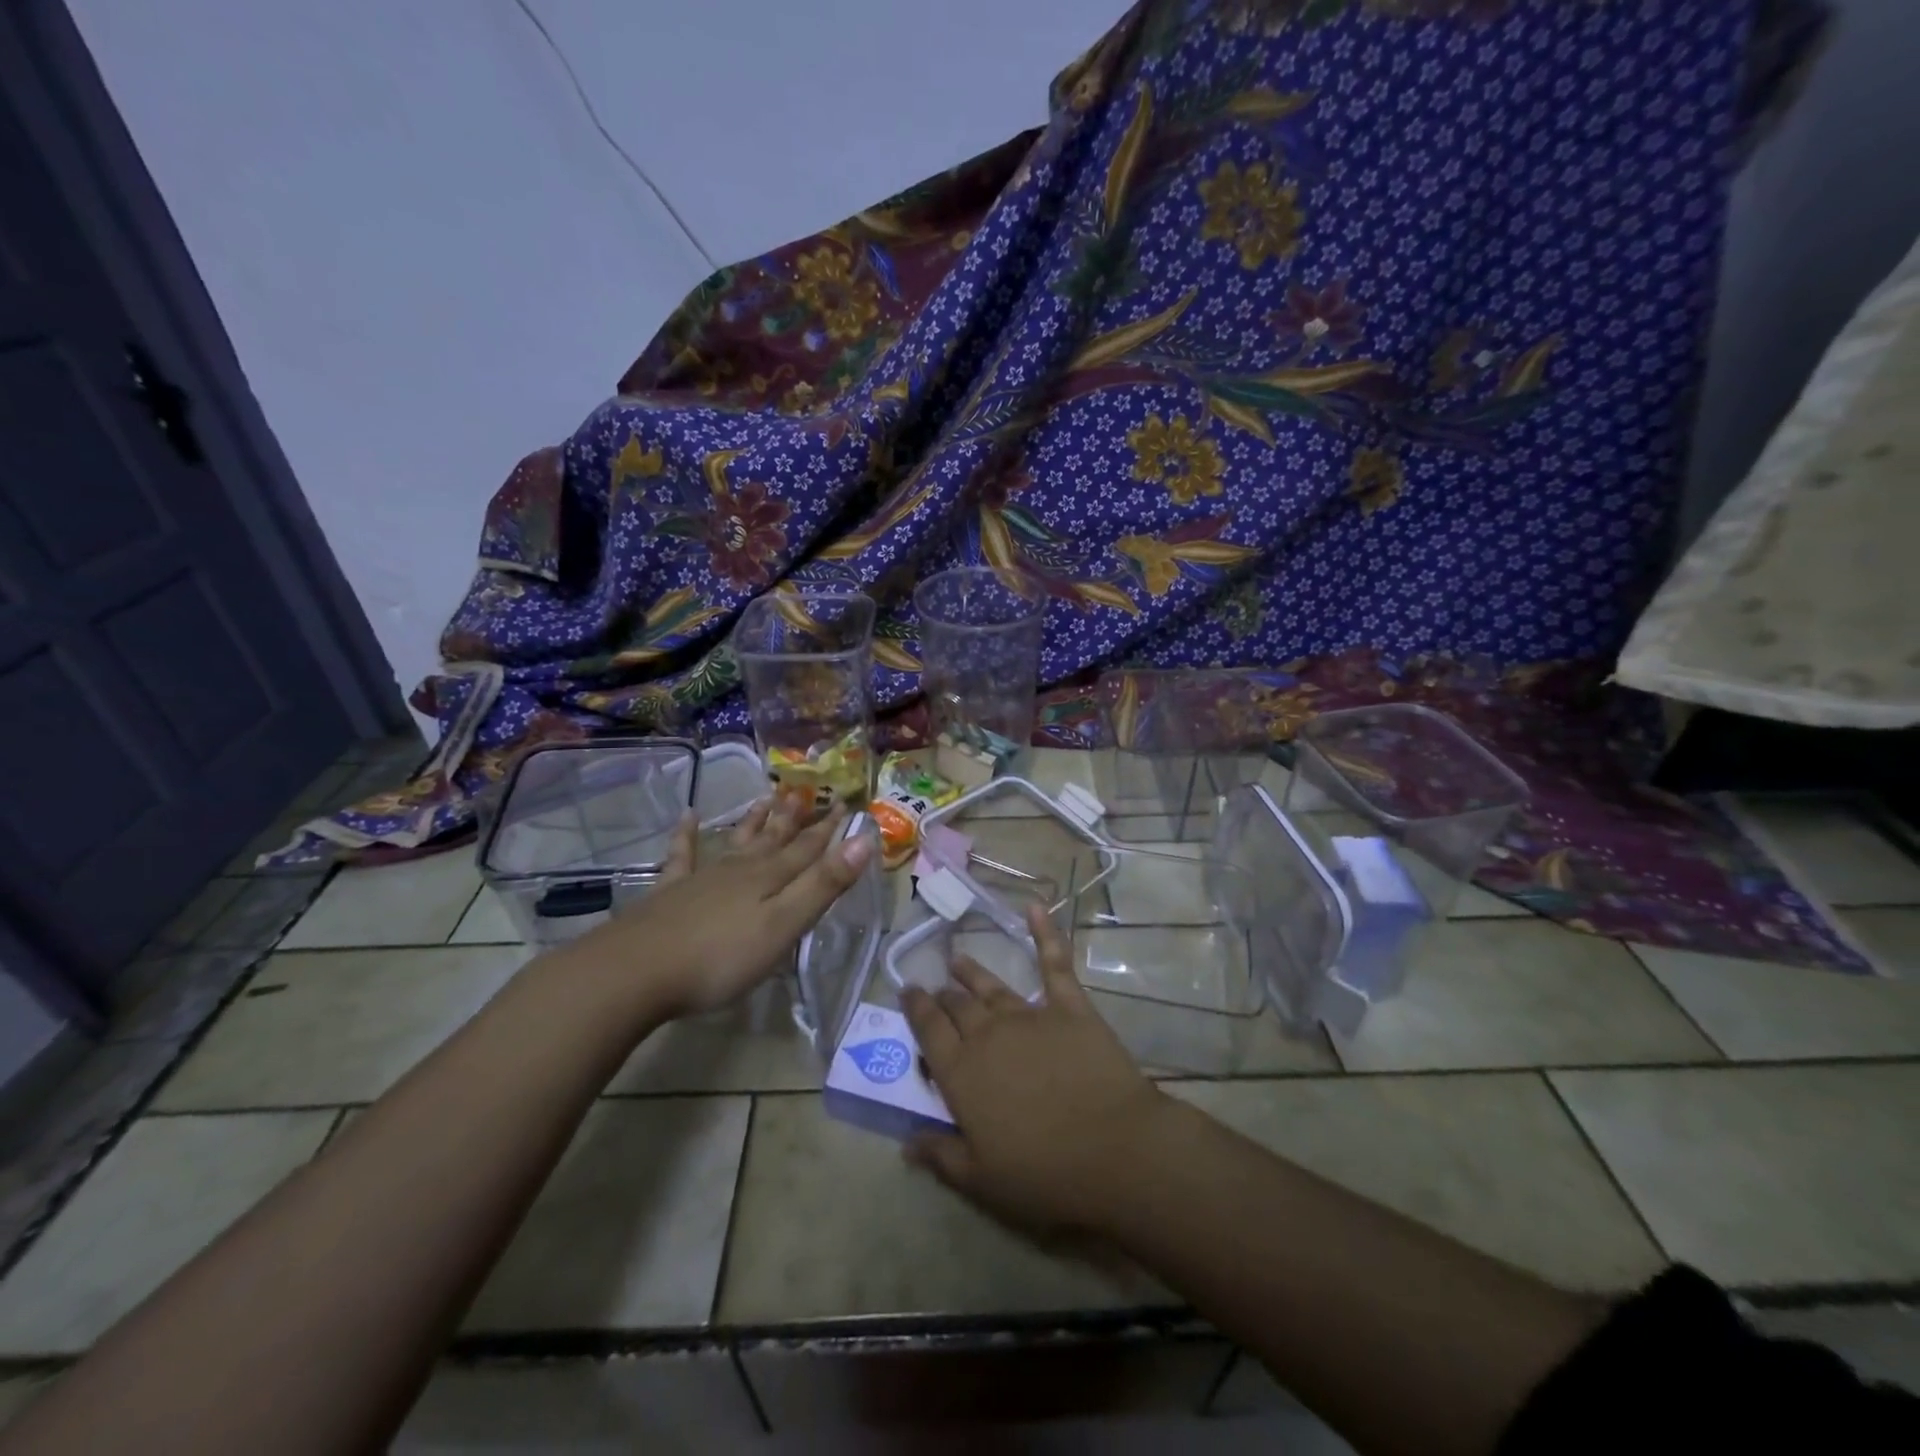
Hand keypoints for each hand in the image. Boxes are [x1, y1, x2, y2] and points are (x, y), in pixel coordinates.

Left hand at [572, 793, 872, 1019]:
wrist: (637, 971)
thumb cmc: (720, 957)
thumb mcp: (784, 925)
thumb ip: (823, 885)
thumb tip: (864, 840)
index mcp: (770, 879)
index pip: (808, 848)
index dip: (829, 829)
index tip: (845, 804)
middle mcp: (740, 870)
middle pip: (774, 840)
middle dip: (795, 819)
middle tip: (807, 792)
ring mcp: (702, 878)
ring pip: (736, 842)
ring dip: (754, 821)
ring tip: (766, 797)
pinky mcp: (670, 893)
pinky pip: (682, 855)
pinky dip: (686, 835)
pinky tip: (687, 816)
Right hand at [901, 903, 1172, 1235]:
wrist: (1115, 1151)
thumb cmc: (1045, 1173)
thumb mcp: (982, 1180)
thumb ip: (940, 1154)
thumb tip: (905, 1140)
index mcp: (962, 1073)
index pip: (930, 1031)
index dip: (916, 1009)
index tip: (907, 992)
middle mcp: (989, 1035)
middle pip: (958, 1006)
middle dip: (942, 994)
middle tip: (935, 986)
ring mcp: (1030, 1015)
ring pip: (992, 986)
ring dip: (972, 972)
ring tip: (958, 959)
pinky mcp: (1069, 1007)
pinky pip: (1054, 963)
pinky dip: (1045, 933)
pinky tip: (1035, 908)